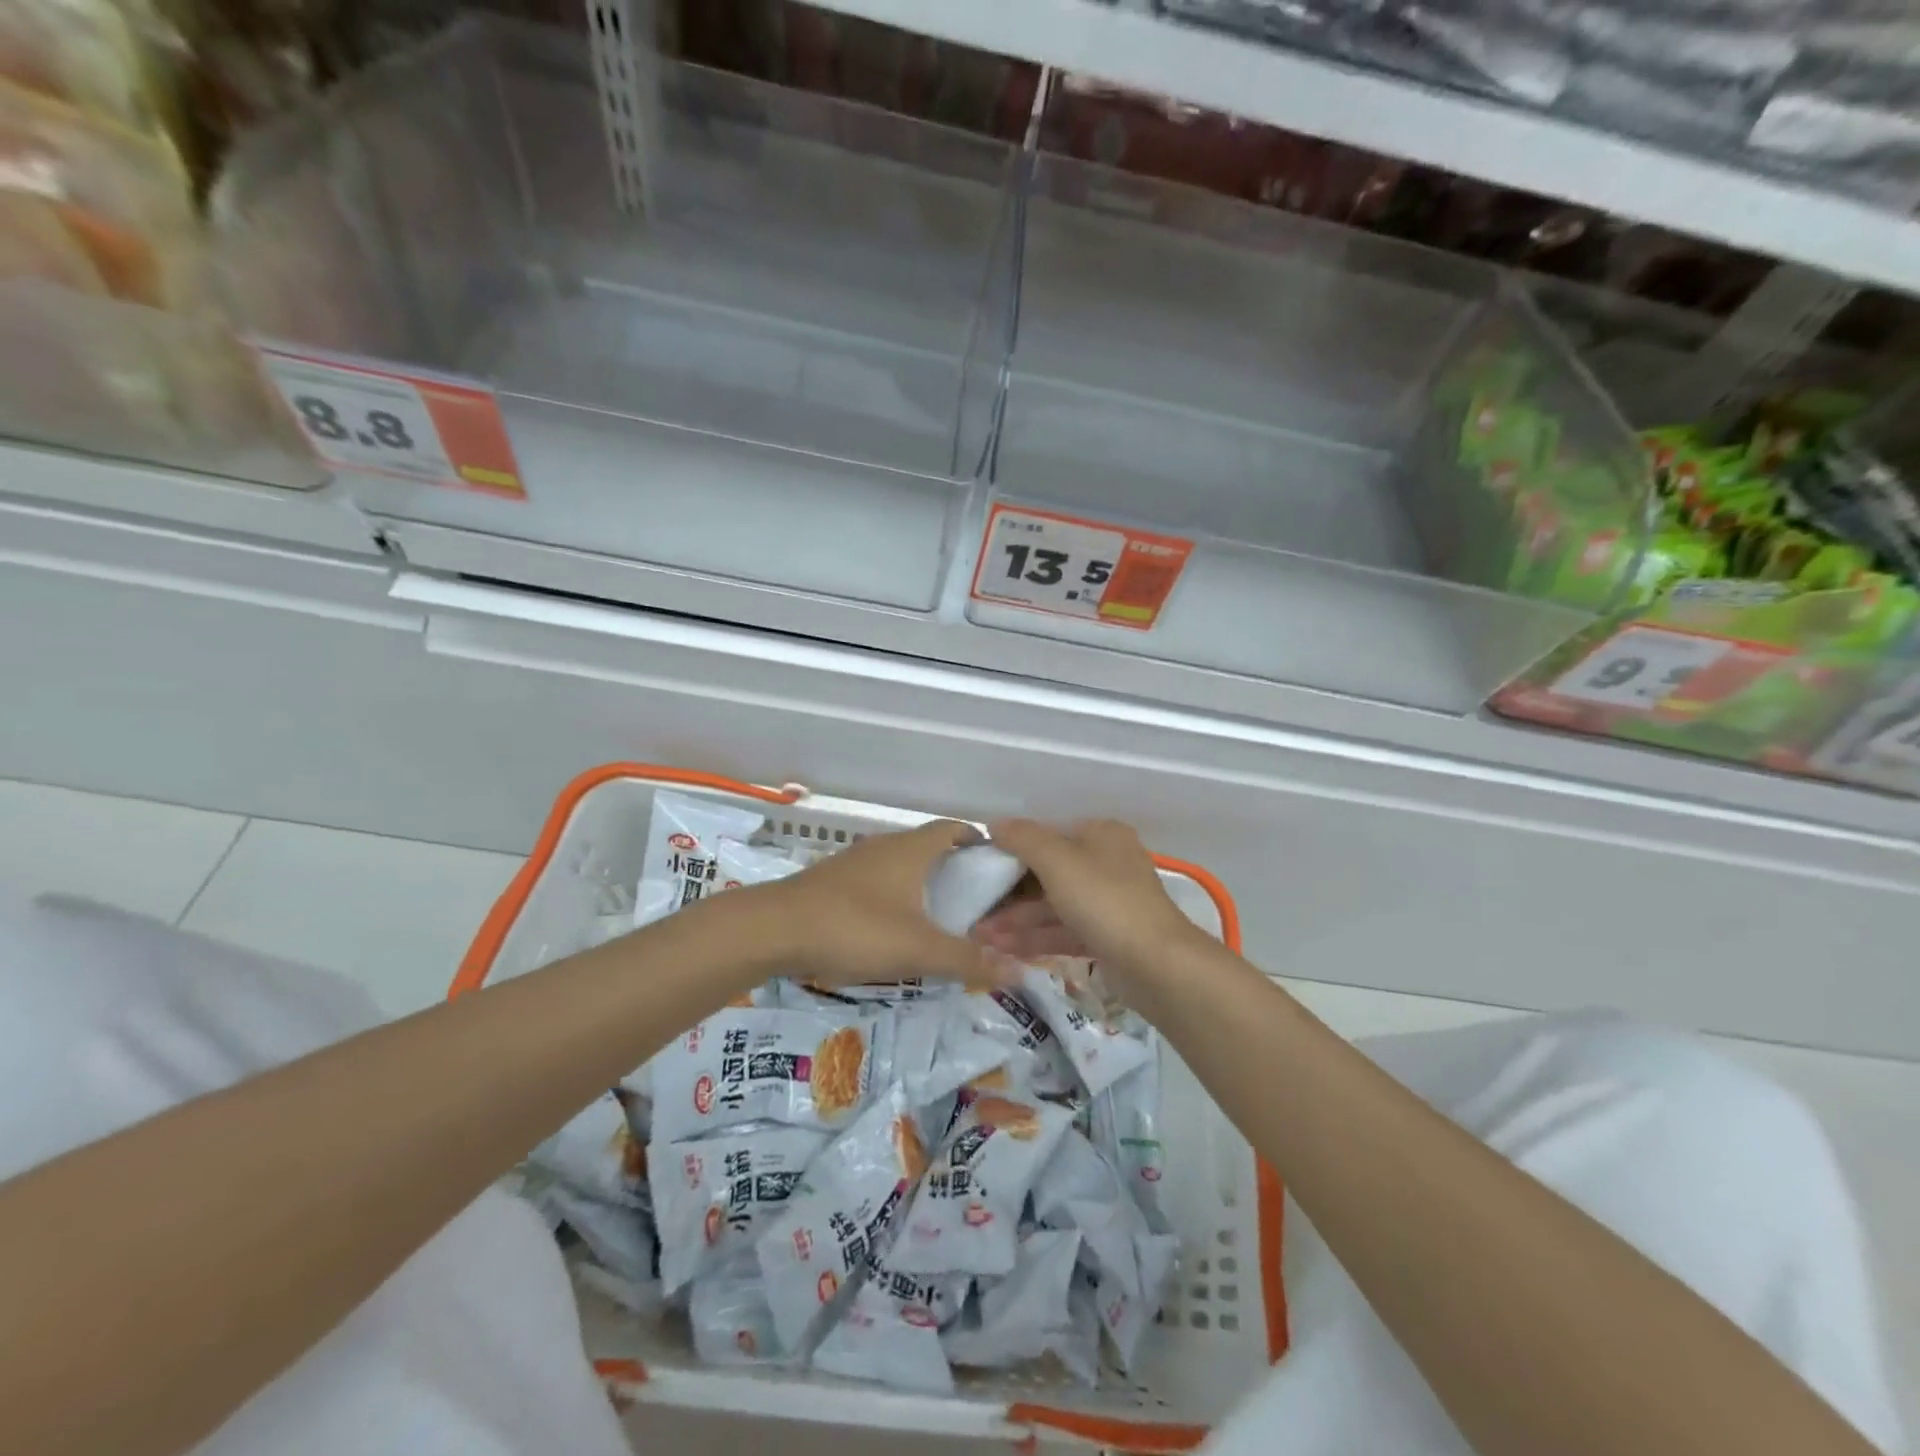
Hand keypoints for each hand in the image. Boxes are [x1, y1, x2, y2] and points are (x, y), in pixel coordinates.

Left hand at [747, 820, 1013, 988]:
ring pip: (900, 866)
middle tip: (977, 902)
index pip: (953, 829)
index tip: (998, 865)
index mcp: (910, 849)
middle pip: (928, 847)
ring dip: (922, 884)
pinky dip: (895, 897)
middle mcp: (884, 847)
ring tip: (941, 918)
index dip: (978, 841)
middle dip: (954, 868)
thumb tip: (1021, 971)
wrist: (773, 929)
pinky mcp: (832, 883)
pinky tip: (894, 929)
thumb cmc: (854, 927)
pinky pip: (876, 883)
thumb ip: (968, 959)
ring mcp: (854, 863)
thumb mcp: (918, 949)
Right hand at [971, 819, 1202, 990]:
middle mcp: (1106, 864)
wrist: (1157, 965)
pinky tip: (1002, 949)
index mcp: (1101, 835)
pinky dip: (1034, 938)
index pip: (1048, 835)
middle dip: (1009, 893)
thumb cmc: (1105, 900)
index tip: (981, 867)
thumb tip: (995, 824)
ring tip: (979, 936)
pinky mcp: (1107, 938)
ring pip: (1053, 906)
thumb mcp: (1058, 861)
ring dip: (1016, 920)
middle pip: (1048, 873)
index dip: (1012, 849)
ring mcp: (1108, 903)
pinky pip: (1063, 931)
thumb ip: (1024, 838)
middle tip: (974, 910)